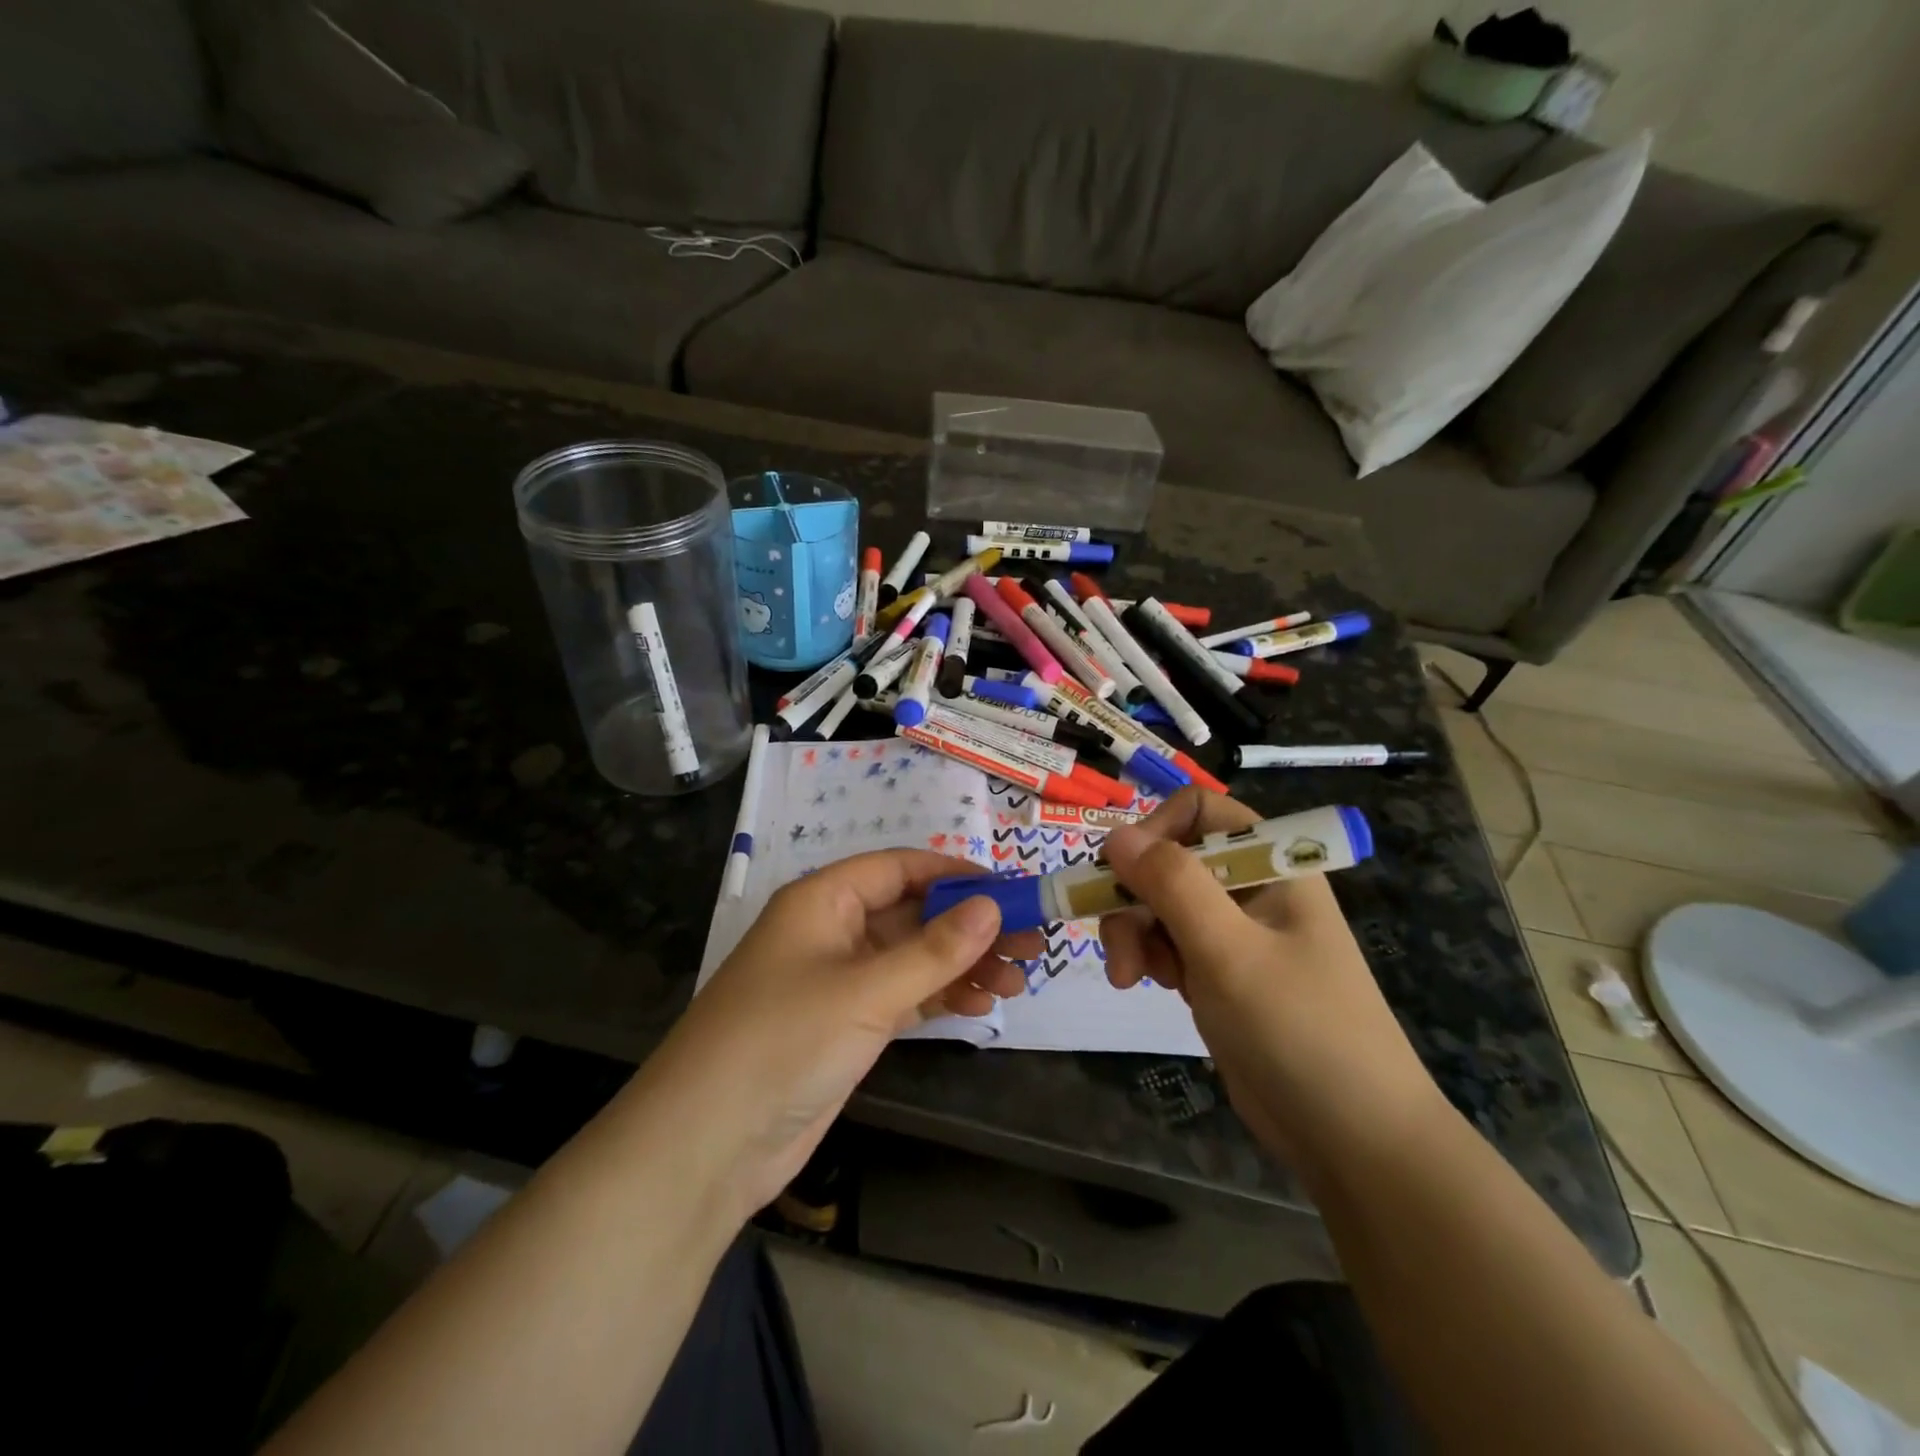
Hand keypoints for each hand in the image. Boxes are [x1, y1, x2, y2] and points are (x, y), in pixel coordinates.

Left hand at [638, 852, 1042, 1217]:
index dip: (954, 874)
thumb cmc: (783, 1042)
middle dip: (969, 926)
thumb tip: (992, 907)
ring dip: (961, 965)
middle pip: (912, 913)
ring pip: (912, 957)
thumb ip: (933, 950)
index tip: (1009, 889)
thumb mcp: (866, 991)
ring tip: (1017, 979)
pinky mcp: (845, 1025)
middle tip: (1029, 942)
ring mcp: (839, 981)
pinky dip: (939, 997)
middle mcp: (832, 931)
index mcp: (824, 900)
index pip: (899, 868)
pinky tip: (980, 1005)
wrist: (707, 1145)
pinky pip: (903, 995)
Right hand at [1098, 790, 1443, 1173]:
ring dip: (1134, 933)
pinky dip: (1149, 958)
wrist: (1353, 1139)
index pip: (1201, 810)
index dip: (1155, 830)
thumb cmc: (1298, 1030)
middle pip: (1170, 861)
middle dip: (1134, 896)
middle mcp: (1251, 889)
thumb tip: (1115, 834)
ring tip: (1130, 978)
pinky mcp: (1221, 974)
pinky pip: (1169, 943)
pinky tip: (1148, 987)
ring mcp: (1236, 934)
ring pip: (1161, 905)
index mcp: (1271, 865)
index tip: (1121, 871)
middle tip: (1117, 943)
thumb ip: (1172, 885)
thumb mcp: (1228, 951)